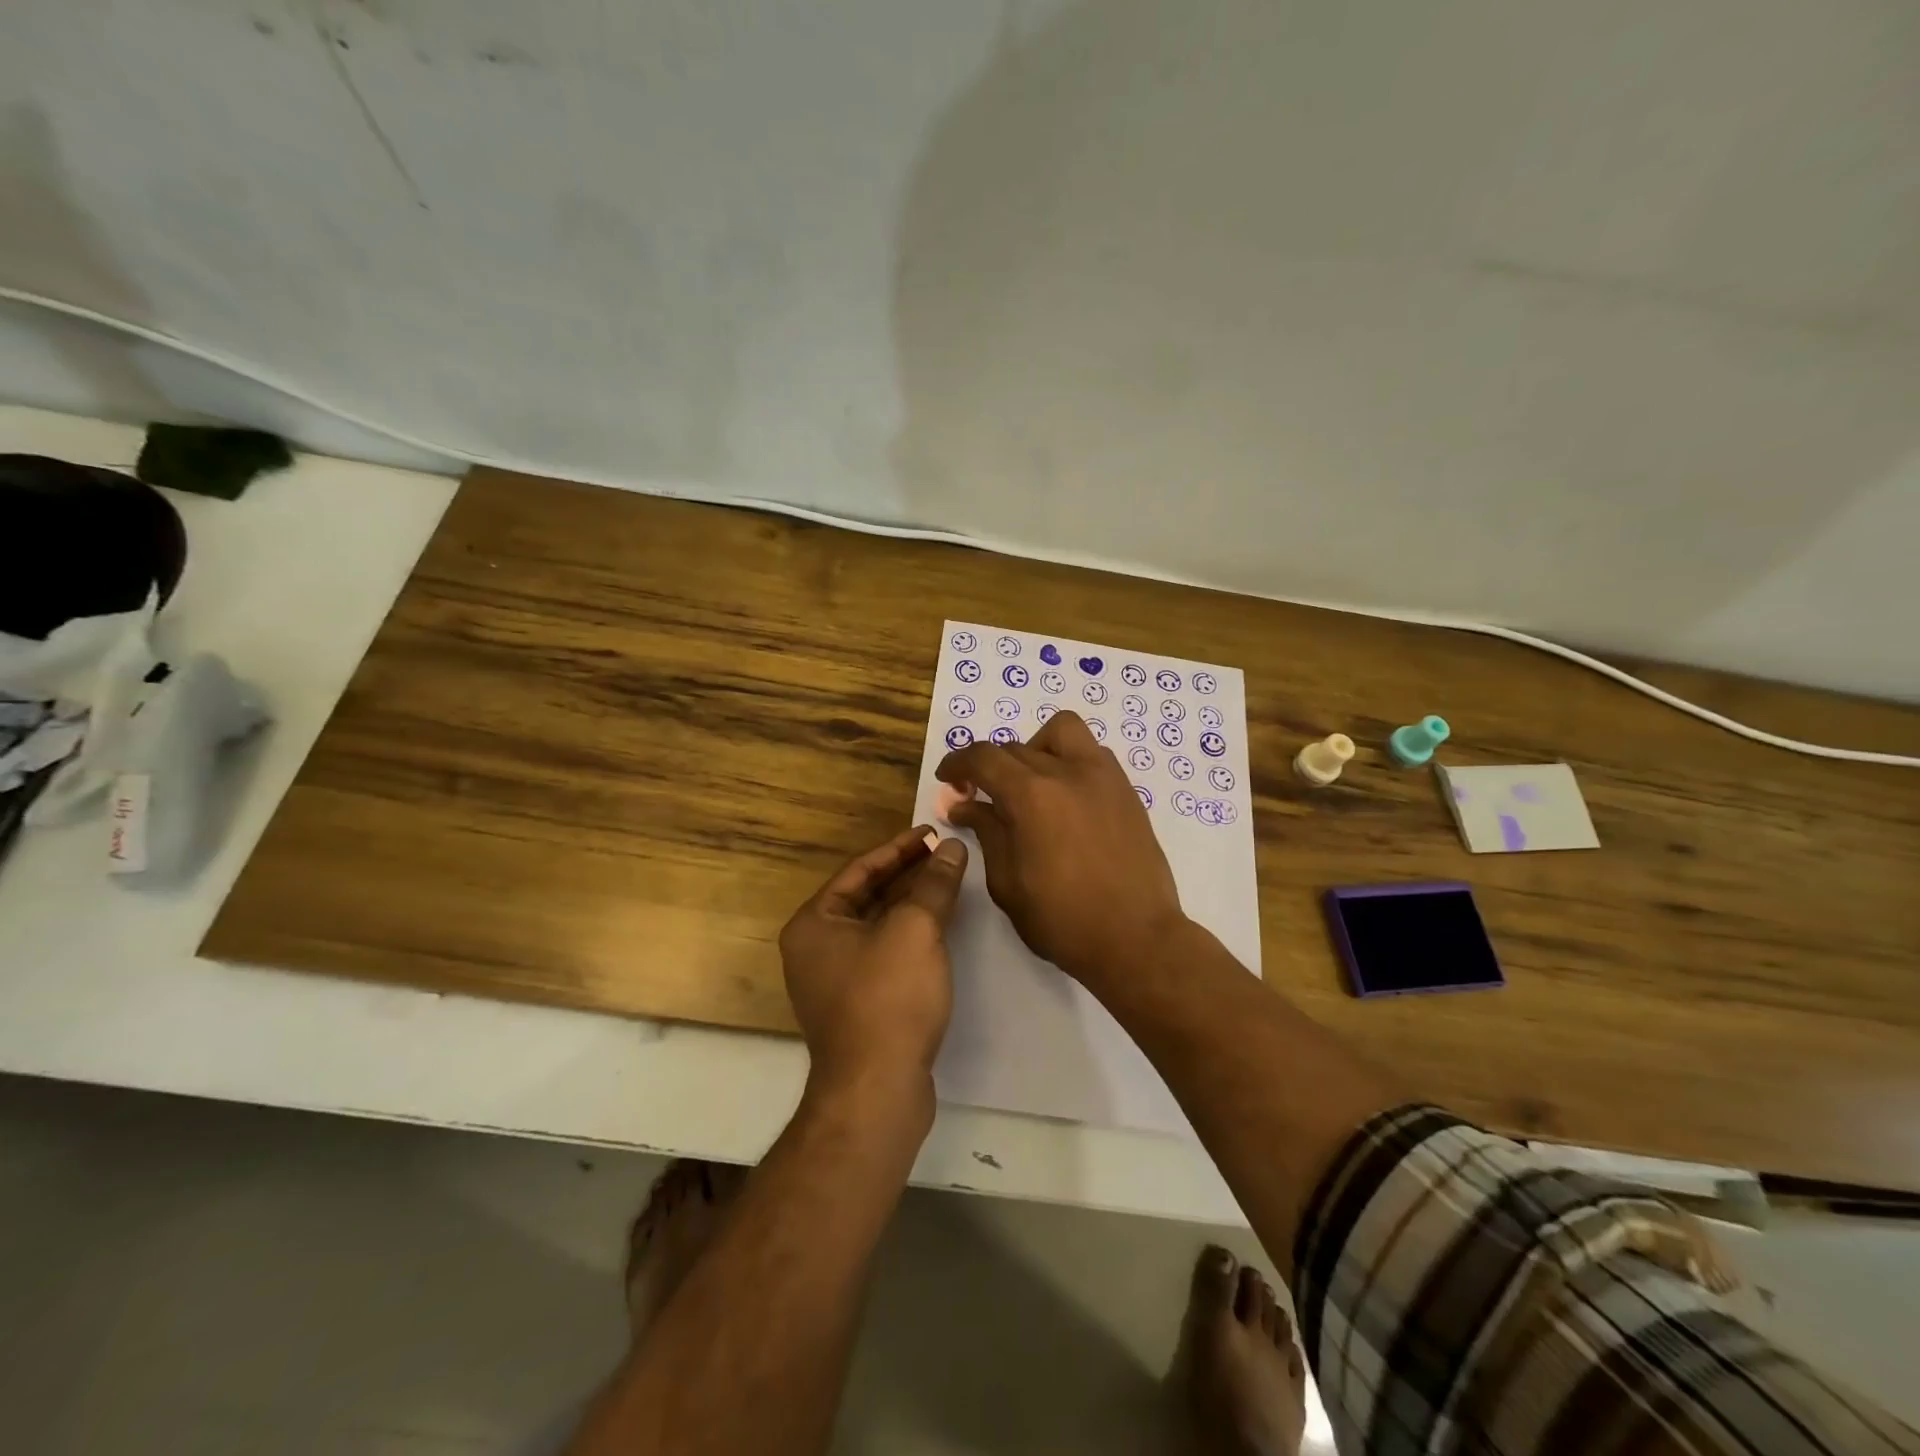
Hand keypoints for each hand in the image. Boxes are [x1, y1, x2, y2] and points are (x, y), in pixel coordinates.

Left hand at [779, 826, 968, 1098]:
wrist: (877, 1092)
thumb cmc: (888, 999)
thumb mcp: (915, 930)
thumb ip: (934, 884)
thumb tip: (952, 848)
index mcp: (814, 923)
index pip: (860, 870)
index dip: (899, 847)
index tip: (932, 832)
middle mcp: (816, 947)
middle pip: (867, 896)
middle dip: (907, 874)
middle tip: (945, 854)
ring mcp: (834, 979)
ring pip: (878, 926)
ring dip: (911, 904)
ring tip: (949, 882)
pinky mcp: (858, 1005)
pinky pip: (884, 954)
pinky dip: (910, 936)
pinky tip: (940, 928)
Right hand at [935, 711, 1187, 991]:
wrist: (1136, 939)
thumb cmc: (1062, 920)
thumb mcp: (1007, 882)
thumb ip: (986, 833)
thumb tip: (964, 805)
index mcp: (1031, 795)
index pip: (983, 757)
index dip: (957, 764)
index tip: (948, 780)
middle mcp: (1067, 772)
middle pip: (1015, 747)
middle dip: (990, 767)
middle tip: (981, 797)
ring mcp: (1103, 777)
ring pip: (1061, 732)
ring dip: (1034, 748)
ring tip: (1029, 784)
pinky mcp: (1126, 790)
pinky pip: (1091, 753)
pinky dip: (1068, 761)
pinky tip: (1064, 797)